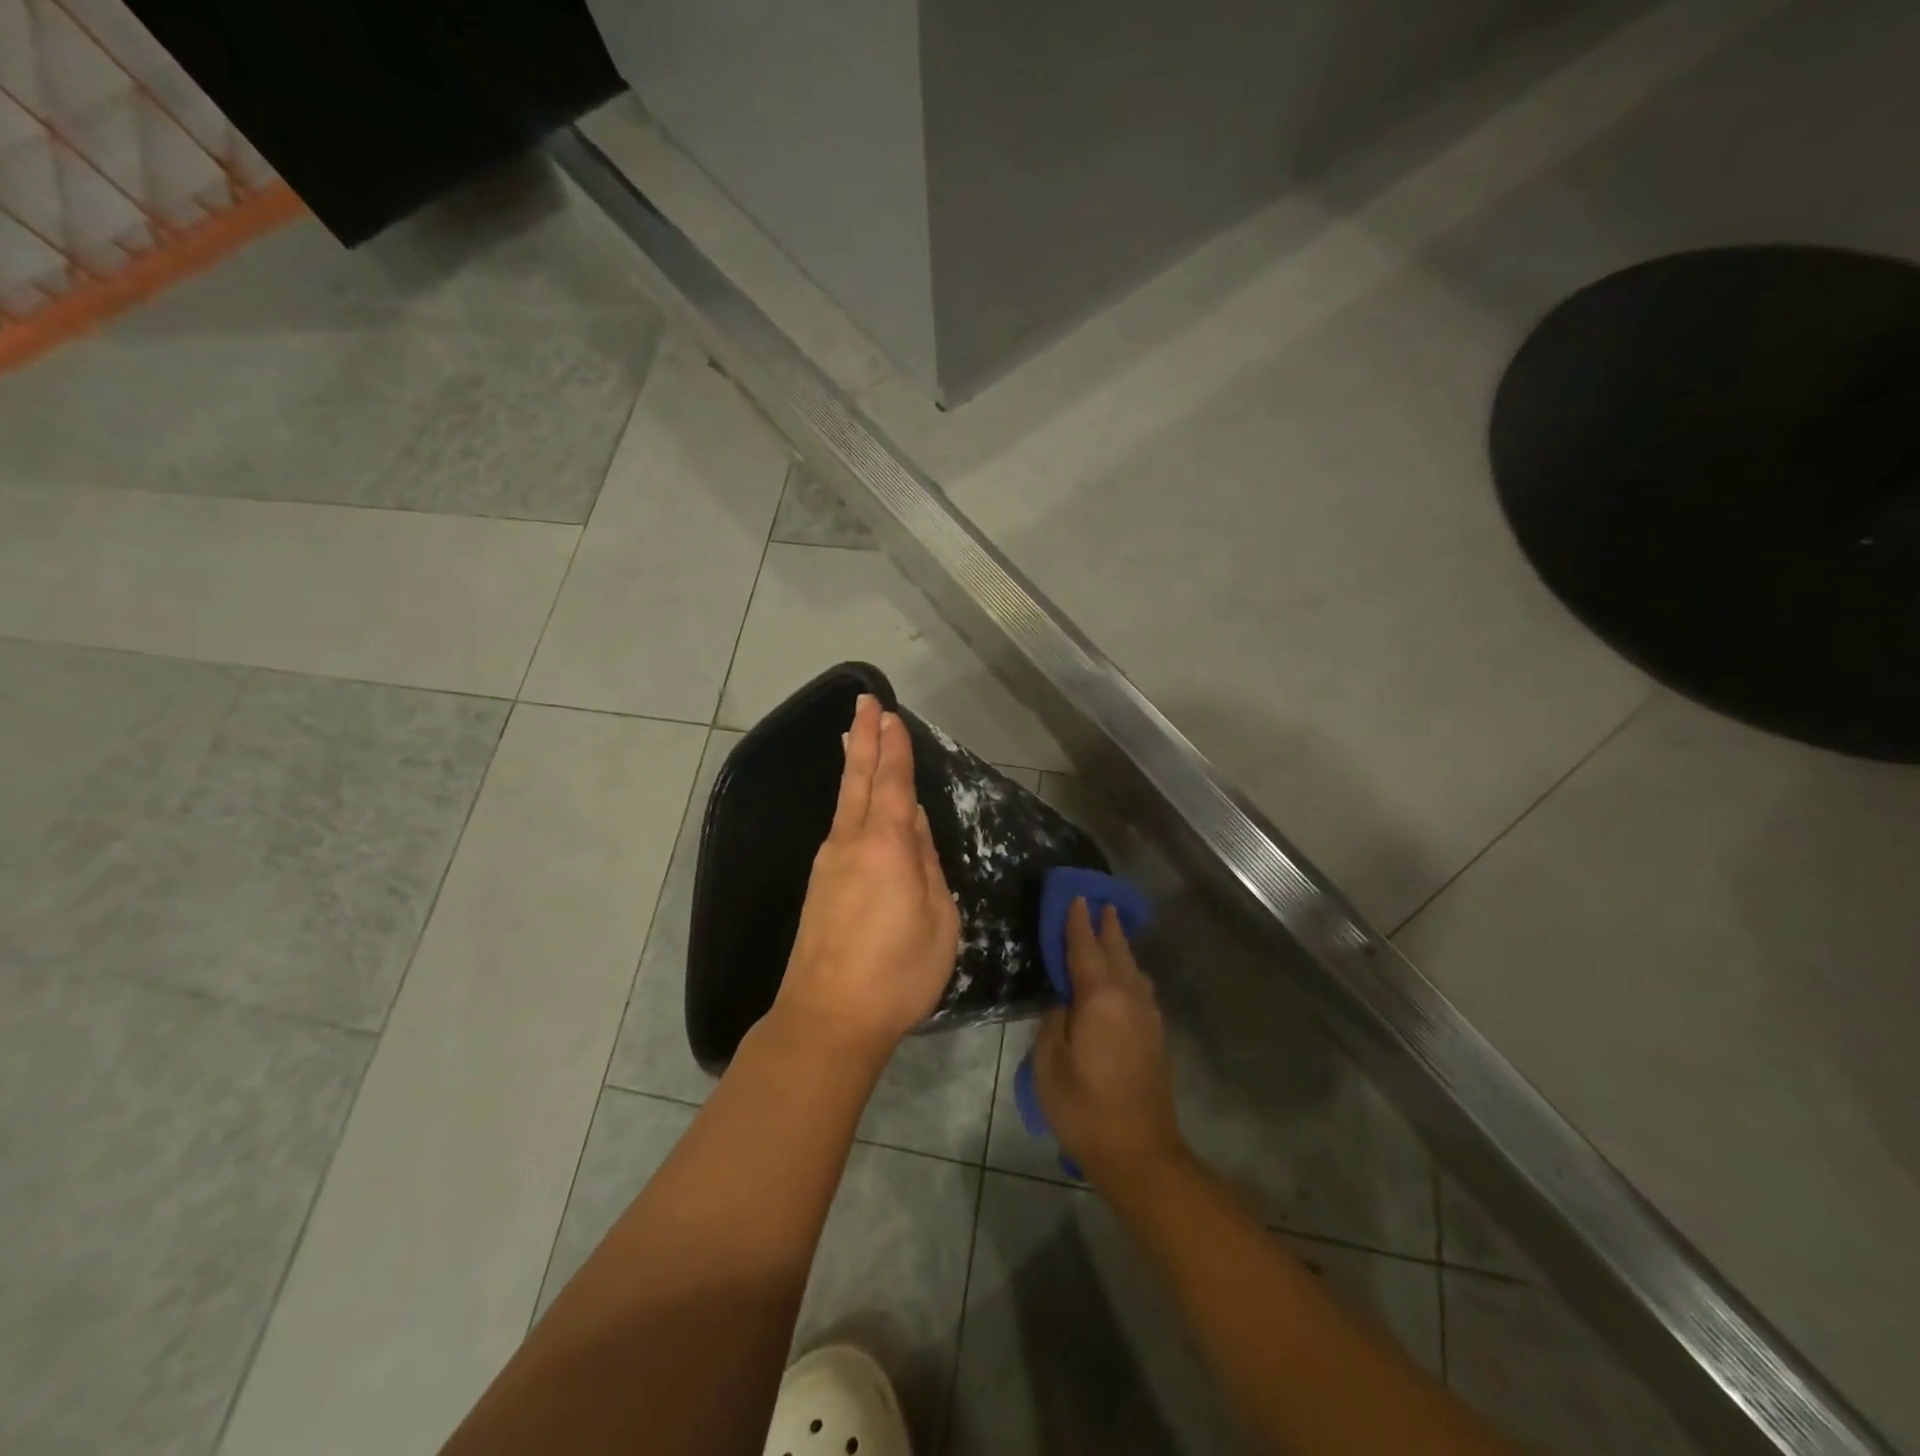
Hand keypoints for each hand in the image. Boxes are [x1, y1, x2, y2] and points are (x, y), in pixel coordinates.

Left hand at [771, 695, 959, 1066]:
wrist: (827, 1017)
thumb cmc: (896, 971)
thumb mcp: (937, 919)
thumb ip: (926, 864)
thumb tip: (913, 823)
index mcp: (885, 845)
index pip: (892, 783)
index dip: (893, 747)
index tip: (890, 714)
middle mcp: (850, 843)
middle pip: (858, 780)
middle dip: (864, 739)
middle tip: (864, 703)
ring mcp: (828, 864)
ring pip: (844, 802)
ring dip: (852, 766)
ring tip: (853, 739)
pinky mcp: (819, 886)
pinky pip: (838, 828)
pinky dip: (847, 801)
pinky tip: (853, 803)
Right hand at [1033, 898, 1185, 1188]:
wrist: (1140, 1153)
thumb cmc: (1084, 1108)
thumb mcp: (1048, 1064)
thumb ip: (1053, 1022)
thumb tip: (1064, 1002)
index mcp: (1100, 999)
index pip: (1085, 948)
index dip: (1077, 922)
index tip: (1075, 896)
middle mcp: (1129, 998)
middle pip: (1117, 950)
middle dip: (1106, 925)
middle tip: (1098, 901)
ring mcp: (1148, 1016)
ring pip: (1133, 969)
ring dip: (1120, 946)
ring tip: (1110, 931)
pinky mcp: (1156, 1035)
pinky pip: (1140, 988)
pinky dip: (1128, 971)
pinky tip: (1122, 977)